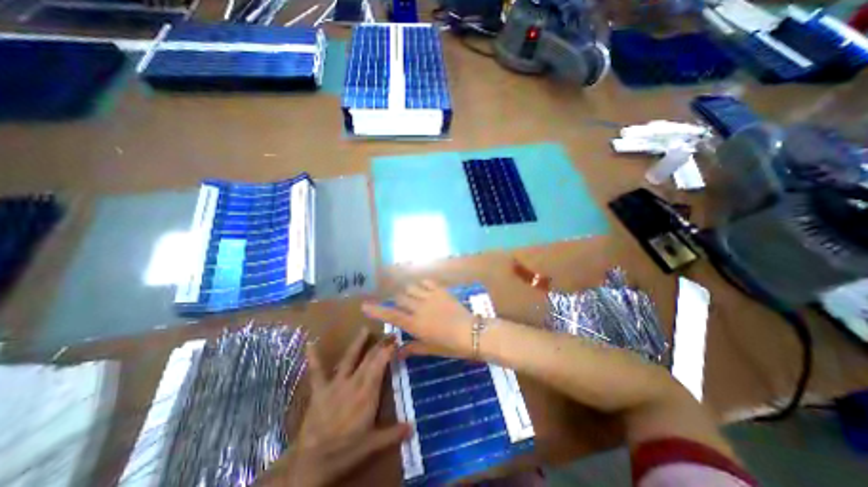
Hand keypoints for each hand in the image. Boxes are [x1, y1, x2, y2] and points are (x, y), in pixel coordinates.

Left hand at [269, 330, 409, 484]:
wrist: (312, 462)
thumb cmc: (345, 451)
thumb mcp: (372, 444)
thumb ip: (393, 433)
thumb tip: (414, 427)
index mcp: (367, 393)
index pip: (380, 365)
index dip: (389, 351)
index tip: (397, 341)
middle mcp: (353, 383)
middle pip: (369, 359)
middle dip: (380, 345)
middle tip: (390, 334)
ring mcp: (335, 384)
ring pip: (349, 359)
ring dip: (357, 343)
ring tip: (364, 329)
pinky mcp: (320, 389)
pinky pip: (317, 371)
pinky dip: (314, 357)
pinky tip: (310, 343)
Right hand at [363, 281, 478, 357]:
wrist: (472, 332)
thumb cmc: (450, 345)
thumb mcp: (430, 349)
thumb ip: (412, 348)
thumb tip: (397, 352)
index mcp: (415, 324)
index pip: (391, 315)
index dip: (377, 310)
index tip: (365, 305)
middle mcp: (419, 308)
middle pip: (400, 297)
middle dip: (397, 301)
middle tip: (402, 306)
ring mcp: (430, 297)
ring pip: (411, 288)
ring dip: (408, 292)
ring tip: (413, 297)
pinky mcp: (441, 290)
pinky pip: (426, 282)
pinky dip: (421, 285)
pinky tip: (424, 290)